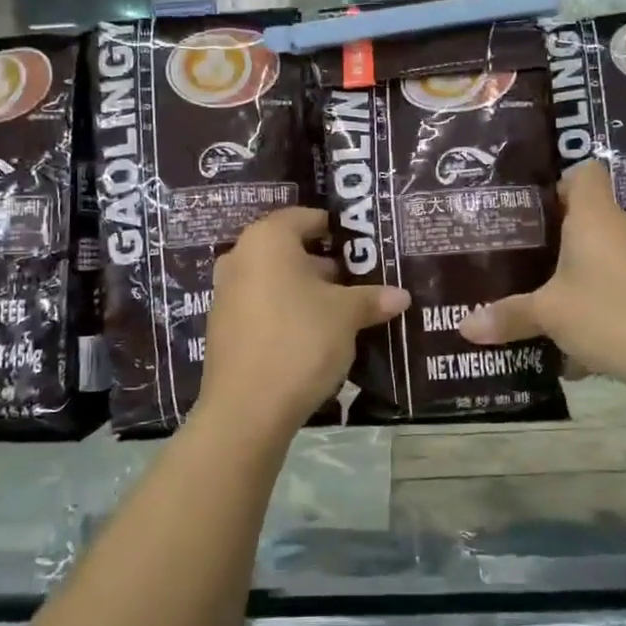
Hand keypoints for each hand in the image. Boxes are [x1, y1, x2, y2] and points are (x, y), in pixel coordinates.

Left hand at [199, 206, 409, 433]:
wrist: (247, 408)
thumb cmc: (300, 340)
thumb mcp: (346, 316)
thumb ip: (372, 298)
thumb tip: (401, 296)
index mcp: (267, 240)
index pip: (305, 217)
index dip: (336, 228)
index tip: (361, 245)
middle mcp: (240, 258)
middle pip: (289, 249)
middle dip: (324, 264)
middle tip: (359, 280)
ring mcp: (226, 294)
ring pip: (275, 280)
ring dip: (306, 290)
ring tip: (343, 310)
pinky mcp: (223, 327)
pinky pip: (262, 306)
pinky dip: (287, 312)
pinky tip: (313, 335)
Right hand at [459, 161, 625, 396]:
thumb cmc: (613, 315)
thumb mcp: (551, 316)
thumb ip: (509, 316)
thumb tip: (464, 326)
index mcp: (596, 218)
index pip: (584, 173)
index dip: (558, 184)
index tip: (532, 213)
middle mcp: (625, 230)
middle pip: (589, 219)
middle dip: (556, 241)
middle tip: (521, 262)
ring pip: (604, 259)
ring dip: (577, 279)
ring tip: (545, 306)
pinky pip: (621, 289)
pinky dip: (600, 307)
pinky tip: (581, 346)